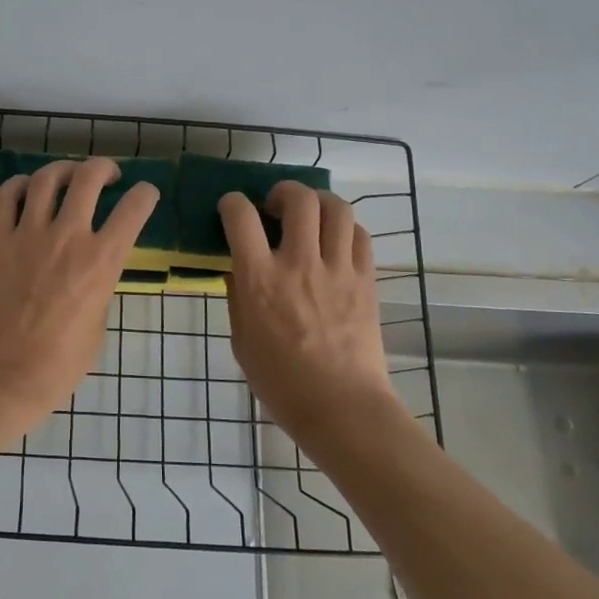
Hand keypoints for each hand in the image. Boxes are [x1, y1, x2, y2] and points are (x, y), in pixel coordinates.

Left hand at [0, 158, 159, 417]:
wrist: (2, 375)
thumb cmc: (59, 364)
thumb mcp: (98, 324)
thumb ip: (100, 286)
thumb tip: (93, 270)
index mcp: (101, 261)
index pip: (134, 208)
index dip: (146, 194)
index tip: (145, 194)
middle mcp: (68, 236)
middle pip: (90, 177)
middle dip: (105, 168)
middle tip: (108, 175)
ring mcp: (27, 234)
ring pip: (48, 178)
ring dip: (64, 170)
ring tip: (69, 176)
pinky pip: (7, 196)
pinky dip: (19, 184)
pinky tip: (27, 189)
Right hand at [219, 182, 407, 440]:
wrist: (341, 407)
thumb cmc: (280, 381)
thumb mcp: (241, 339)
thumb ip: (238, 297)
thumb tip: (238, 267)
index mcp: (260, 279)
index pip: (240, 216)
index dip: (232, 203)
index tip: (231, 209)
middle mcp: (299, 263)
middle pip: (298, 199)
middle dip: (283, 191)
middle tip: (275, 206)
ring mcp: (338, 269)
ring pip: (336, 208)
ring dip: (318, 201)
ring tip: (309, 215)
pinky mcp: (366, 280)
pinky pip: (360, 235)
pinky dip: (345, 228)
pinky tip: (335, 241)